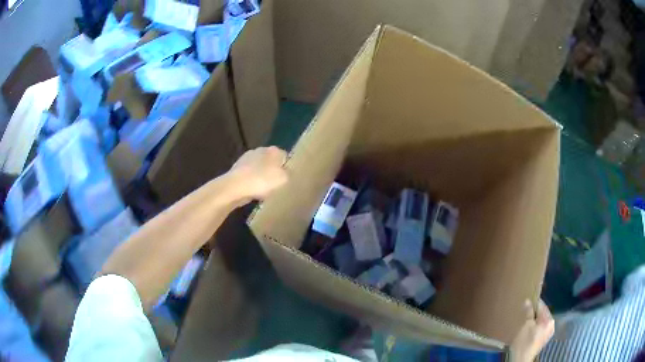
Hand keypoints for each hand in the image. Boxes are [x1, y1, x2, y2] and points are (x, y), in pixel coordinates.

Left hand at [229, 146, 288, 200]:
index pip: (286, 156)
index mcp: (274, 150)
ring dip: (261, 176)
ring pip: (259, 167)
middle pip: (271, 161)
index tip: (287, 180)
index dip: (287, 168)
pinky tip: (252, 190)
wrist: (235, 187)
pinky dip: (252, 181)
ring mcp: (247, 158)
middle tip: (276, 186)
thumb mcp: (284, 179)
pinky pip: (249, 174)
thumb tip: (287, 172)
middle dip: (273, 171)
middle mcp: (261, 150)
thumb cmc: (262, 181)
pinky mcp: (237, 167)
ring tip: (264, 190)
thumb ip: (289, 174)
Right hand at [509, 299, 554, 361]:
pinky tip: (529, 328)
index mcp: (549, 320)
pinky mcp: (544, 338)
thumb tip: (527, 300)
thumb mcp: (525, 325)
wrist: (521, 360)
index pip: (542, 306)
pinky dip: (535, 325)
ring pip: (542, 320)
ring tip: (526, 320)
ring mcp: (549, 332)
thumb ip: (529, 312)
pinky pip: (541, 327)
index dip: (534, 303)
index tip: (527, 301)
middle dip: (534, 312)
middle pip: (543, 313)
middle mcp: (552, 325)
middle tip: (525, 311)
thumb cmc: (524, 342)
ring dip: (534, 319)